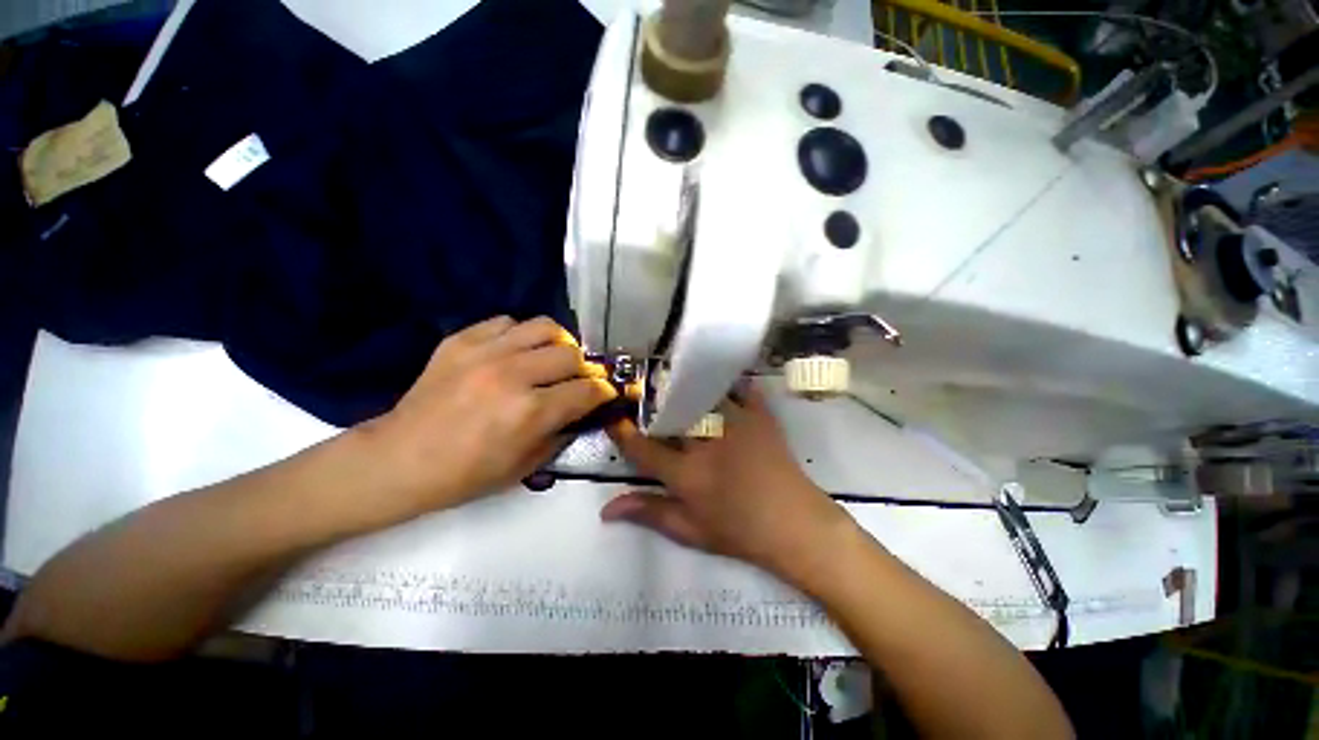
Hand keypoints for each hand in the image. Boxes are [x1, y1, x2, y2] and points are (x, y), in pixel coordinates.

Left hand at [362, 316, 615, 511]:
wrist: (398, 460)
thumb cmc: (465, 475)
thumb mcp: (526, 467)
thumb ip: (562, 433)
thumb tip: (582, 412)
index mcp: (531, 412)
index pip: (587, 390)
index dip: (605, 391)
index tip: (607, 393)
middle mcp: (513, 374)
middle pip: (571, 354)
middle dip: (584, 369)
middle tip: (578, 380)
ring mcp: (485, 352)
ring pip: (544, 327)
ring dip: (558, 343)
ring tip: (552, 357)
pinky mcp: (461, 340)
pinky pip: (507, 322)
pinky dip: (520, 335)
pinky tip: (515, 351)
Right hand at [602, 383, 852, 582]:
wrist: (794, 525)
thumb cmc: (739, 532)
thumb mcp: (690, 530)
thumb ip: (649, 513)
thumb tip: (606, 509)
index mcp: (686, 473)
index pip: (643, 449)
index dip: (624, 434)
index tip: (613, 419)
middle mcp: (705, 443)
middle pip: (671, 415)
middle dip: (653, 407)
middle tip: (646, 402)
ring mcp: (734, 425)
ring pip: (702, 395)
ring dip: (686, 390)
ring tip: (676, 386)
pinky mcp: (758, 417)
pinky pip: (741, 389)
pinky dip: (729, 382)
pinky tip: (721, 381)